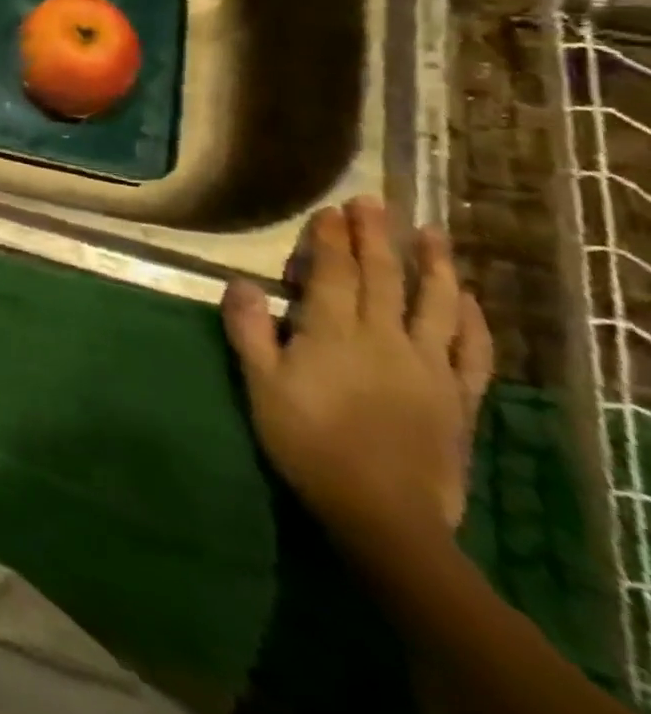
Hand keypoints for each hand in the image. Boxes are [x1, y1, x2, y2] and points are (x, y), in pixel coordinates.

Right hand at [223, 196, 494, 545]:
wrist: (382, 512)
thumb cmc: (307, 441)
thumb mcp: (260, 384)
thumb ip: (249, 330)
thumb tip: (241, 281)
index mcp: (335, 334)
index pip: (334, 273)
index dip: (332, 239)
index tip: (331, 210)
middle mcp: (386, 339)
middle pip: (382, 278)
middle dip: (376, 236)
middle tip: (373, 202)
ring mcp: (429, 367)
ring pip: (435, 304)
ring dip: (433, 264)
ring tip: (431, 232)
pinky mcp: (458, 395)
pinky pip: (472, 350)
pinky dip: (473, 319)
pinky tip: (467, 298)